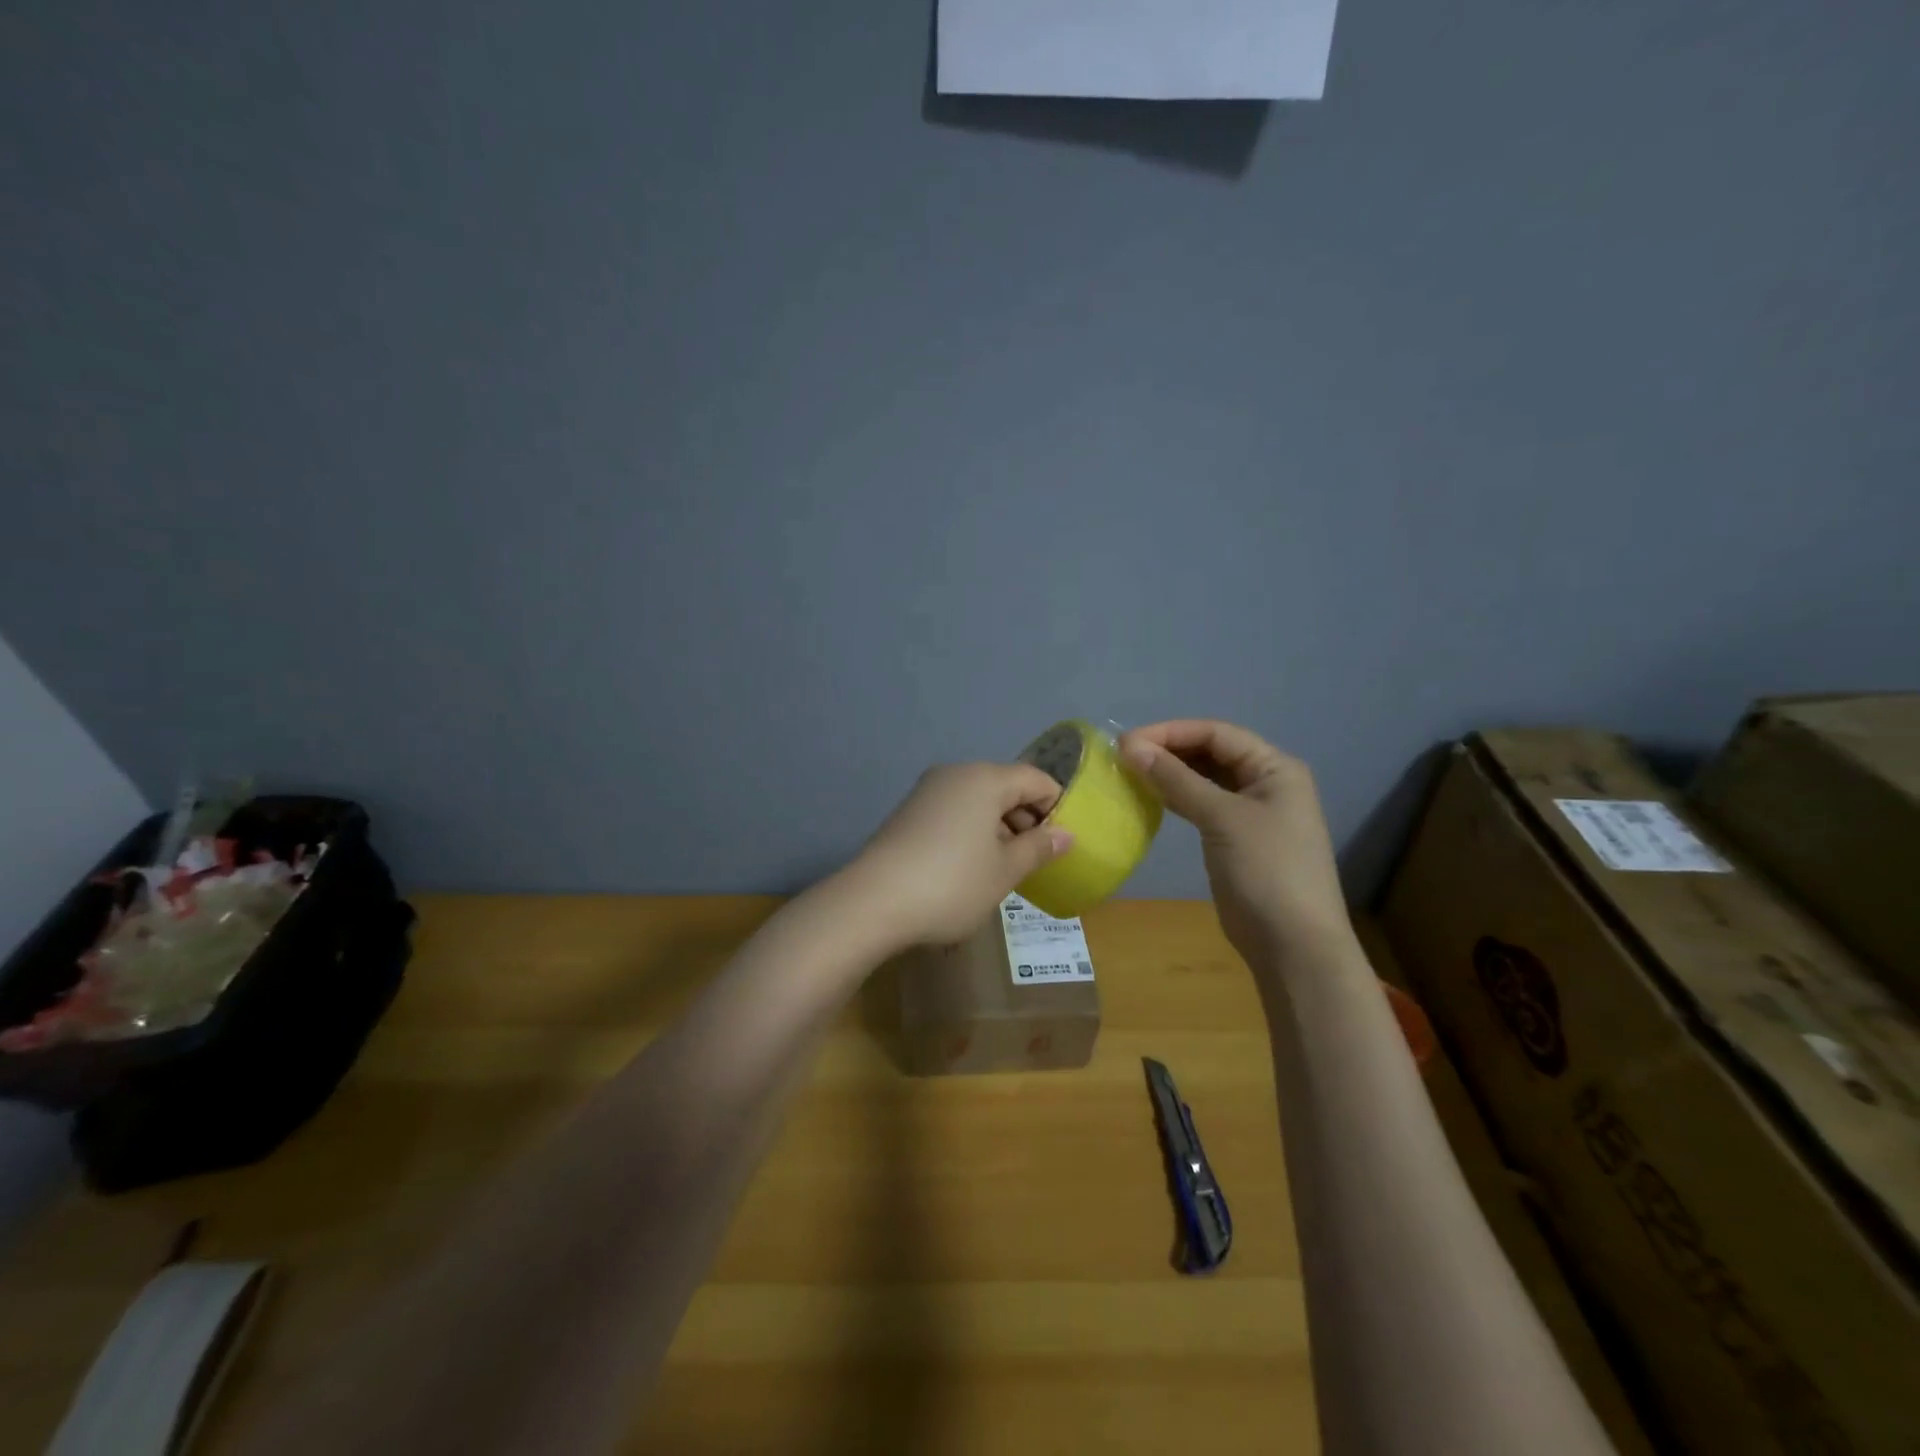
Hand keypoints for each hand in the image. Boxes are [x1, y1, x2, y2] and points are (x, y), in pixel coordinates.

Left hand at [846, 763, 1071, 949]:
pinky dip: (972, 831)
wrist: (873, 901)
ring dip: (999, 827)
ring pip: (978, 800)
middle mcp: (955, 774)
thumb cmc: (952, 883)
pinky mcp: (908, 812)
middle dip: (1026, 818)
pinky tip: (971, 866)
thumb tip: (1066, 835)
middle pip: (1005, 786)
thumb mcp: (1005, 871)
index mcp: (985, 779)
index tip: (1063, 841)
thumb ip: (1038, 848)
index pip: (1035, 779)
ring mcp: (927, 792)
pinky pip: (954, 812)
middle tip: (1037, 858)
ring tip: (1006, 867)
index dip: (1056, 806)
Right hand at [1119, 721, 1350, 967]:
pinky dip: (1177, 797)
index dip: (1171, 732)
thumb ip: (1176, 779)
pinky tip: (1150, 797)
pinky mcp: (1235, 837)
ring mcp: (1251, 812)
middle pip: (1211, 752)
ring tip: (1130, 772)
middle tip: (1122, 757)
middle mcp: (1266, 782)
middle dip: (1169, 750)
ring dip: (1170, 773)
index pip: (1217, 733)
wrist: (1293, 944)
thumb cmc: (1265, 870)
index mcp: (1275, 768)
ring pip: (1204, 779)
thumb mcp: (1221, 818)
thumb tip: (1129, 746)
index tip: (1126, 741)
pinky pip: (1202, 804)